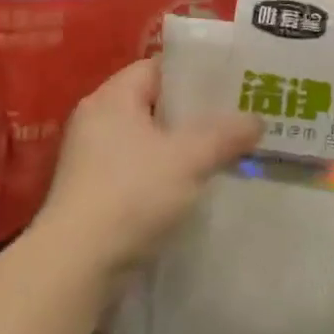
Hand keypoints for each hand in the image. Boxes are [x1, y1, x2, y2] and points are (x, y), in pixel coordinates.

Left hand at [38, 58, 261, 277]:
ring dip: (183, 148)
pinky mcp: (95, 194)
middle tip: (237, 118)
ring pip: (149, 141)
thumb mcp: (189, 158)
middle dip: (195, 114)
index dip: (195, 73)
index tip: (231, 85)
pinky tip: (196, 188)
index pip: (157, 68)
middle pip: (154, 105)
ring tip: (225, 153)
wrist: (77, 265)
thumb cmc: (132, 194)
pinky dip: (166, 175)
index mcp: (112, 98)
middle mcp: (97, 121)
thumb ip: (226, 134)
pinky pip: (140, 171)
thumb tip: (256, 119)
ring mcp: (92, 160)